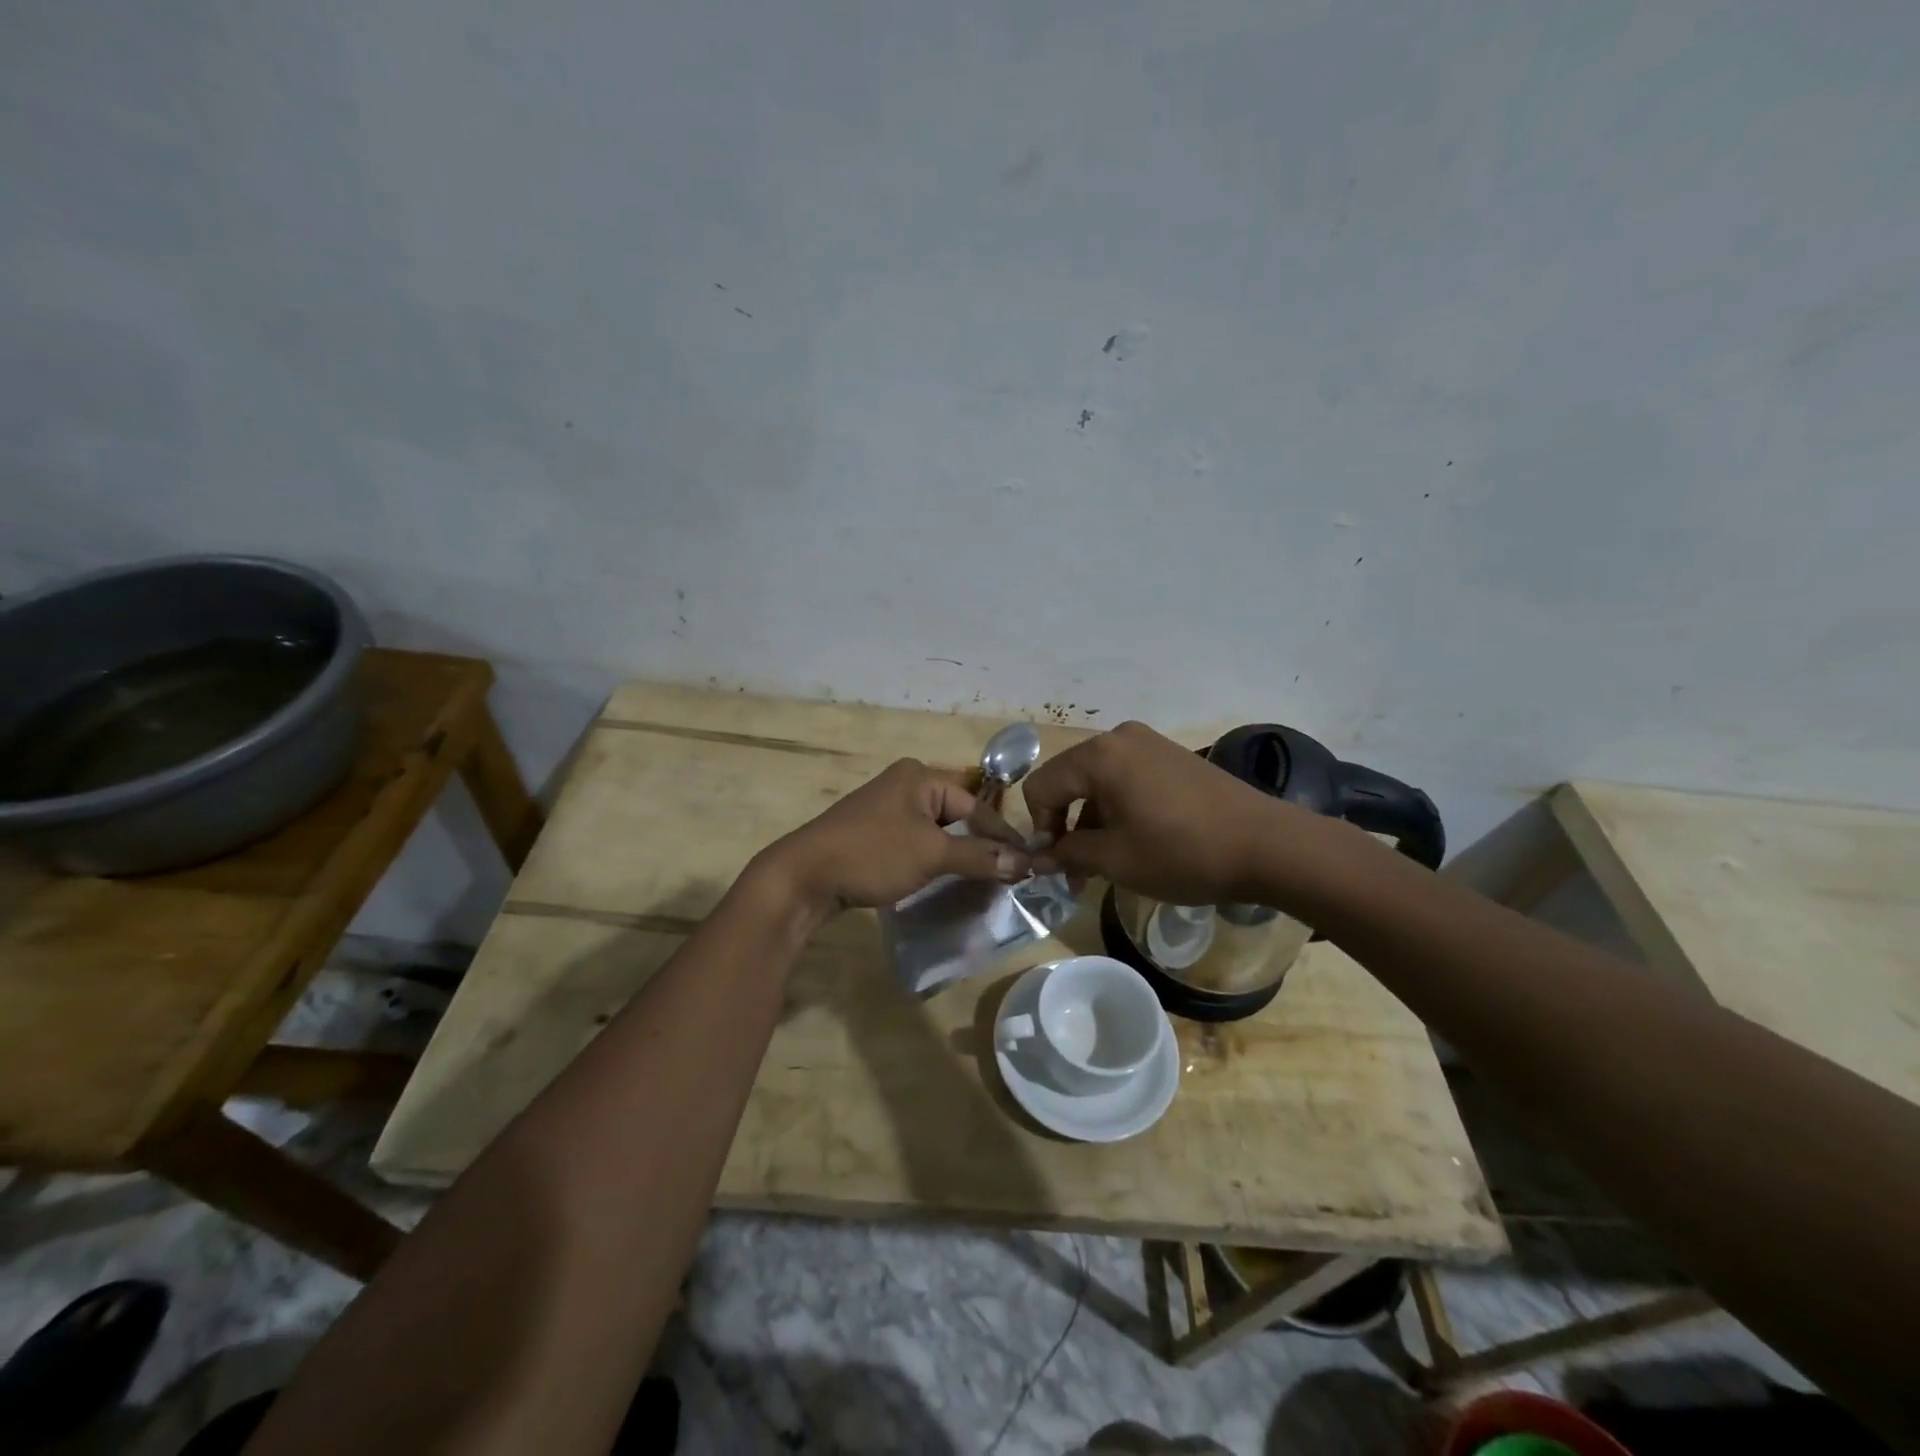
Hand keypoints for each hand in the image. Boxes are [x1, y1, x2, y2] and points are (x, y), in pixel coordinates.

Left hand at [753, 759, 1030, 917]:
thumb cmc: (873, 854)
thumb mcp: (932, 854)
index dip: (1003, 837)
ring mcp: (886, 809)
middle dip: (981, 846)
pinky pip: (916, 843)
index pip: (976, 806)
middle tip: (1009, 876)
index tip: (1029, 864)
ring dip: (958, 856)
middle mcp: (905, 785)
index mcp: (920, 777)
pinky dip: (934, 860)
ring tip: (984, 882)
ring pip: (937, 832)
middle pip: (957, 816)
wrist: (804, 877)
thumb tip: (1024, 862)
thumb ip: (979, 856)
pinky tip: (946, 881)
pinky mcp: (873, 833)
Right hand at [1023, 721, 1288, 904]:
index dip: (1040, 829)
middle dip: (1066, 827)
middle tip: (1077, 872)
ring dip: (1092, 822)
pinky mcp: (1171, 757)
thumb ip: (1068, 854)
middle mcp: (1118, 739)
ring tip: (1107, 864)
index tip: (1057, 865)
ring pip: (1097, 782)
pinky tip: (1136, 842)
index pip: (1041, 787)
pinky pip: (1125, 779)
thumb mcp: (1116, 860)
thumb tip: (1037, 859)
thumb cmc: (1182, 852)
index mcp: (1098, 756)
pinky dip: (1118, 809)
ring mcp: (1148, 744)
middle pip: (1068, 780)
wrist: (1268, 845)